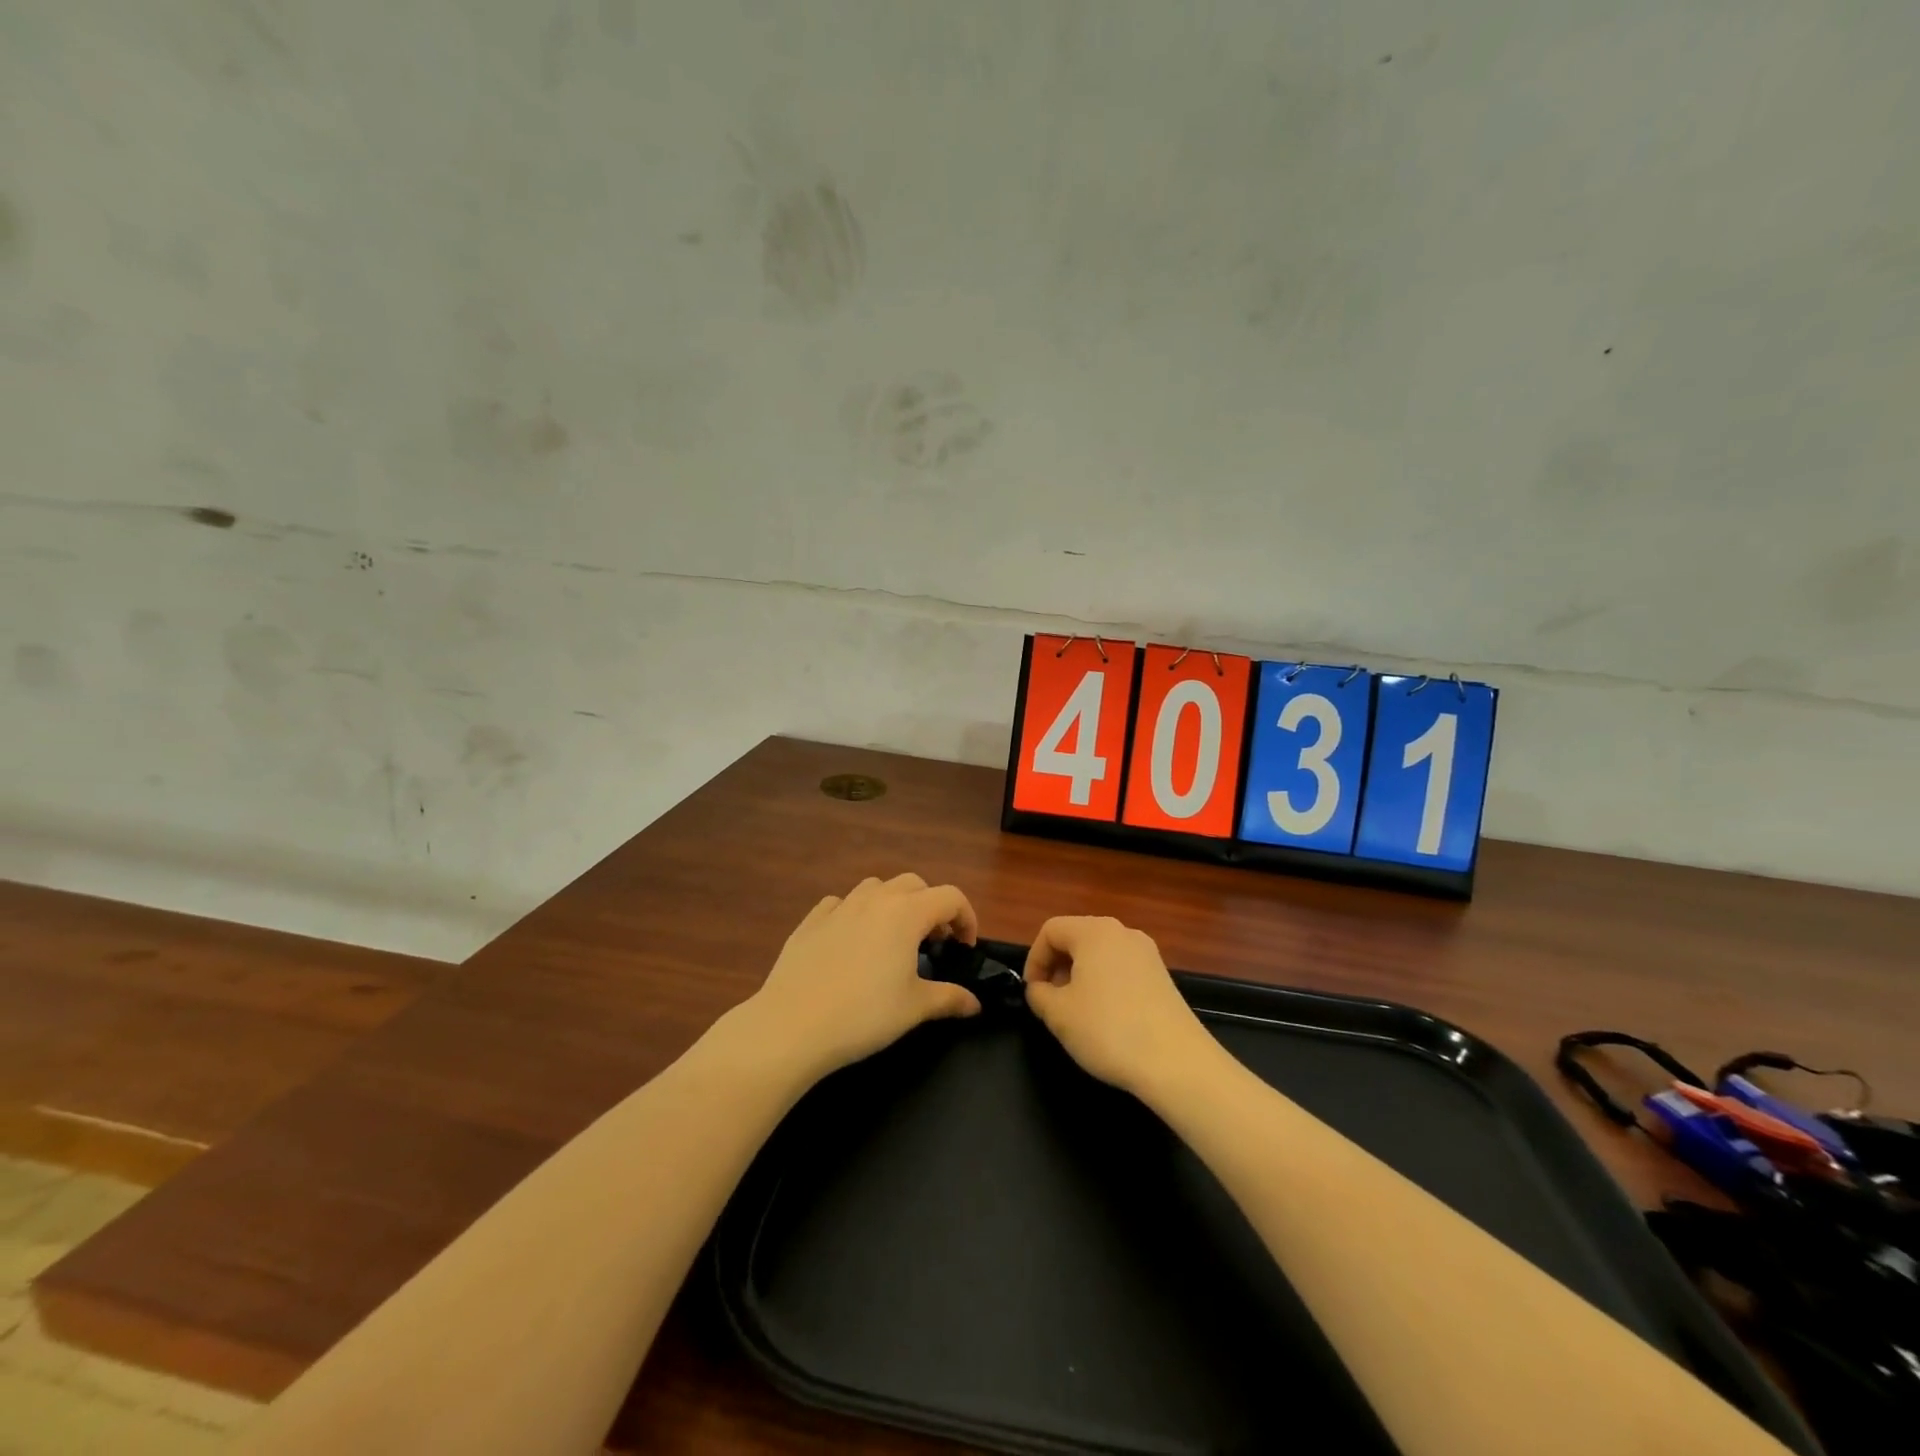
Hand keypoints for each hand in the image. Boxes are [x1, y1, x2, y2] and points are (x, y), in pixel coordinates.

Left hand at [738, 874, 981, 1083]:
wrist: (792, 1026)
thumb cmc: (864, 1015)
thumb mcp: (914, 1008)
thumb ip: (950, 998)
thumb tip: (975, 1003)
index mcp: (906, 913)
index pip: (951, 897)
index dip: (966, 918)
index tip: (964, 949)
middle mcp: (875, 899)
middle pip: (915, 884)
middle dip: (931, 907)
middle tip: (933, 943)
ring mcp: (839, 906)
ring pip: (876, 888)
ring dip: (894, 904)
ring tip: (893, 939)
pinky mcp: (810, 921)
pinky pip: (841, 904)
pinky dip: (856, 914)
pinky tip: (852, 941)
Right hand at [1023, 916, 1218, 1098]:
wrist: (1177, 1063)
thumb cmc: (1108, 1030)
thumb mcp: (1058, 1014)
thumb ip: (1038, 994)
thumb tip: (1039, 989)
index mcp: (1094, 932)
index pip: (1050, 930)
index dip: (1034, 959)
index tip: (1033, 992)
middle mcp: (1122, 932)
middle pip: (1077, 938)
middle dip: (1057, 967)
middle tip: (1051, 1003)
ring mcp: (1147, 954)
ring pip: (1100, 955)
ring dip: (1081, 977)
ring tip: (1077, 1014)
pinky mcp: (1162, 977)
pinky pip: (1122, 970)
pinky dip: (1105, 985)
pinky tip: (1107, 1019)